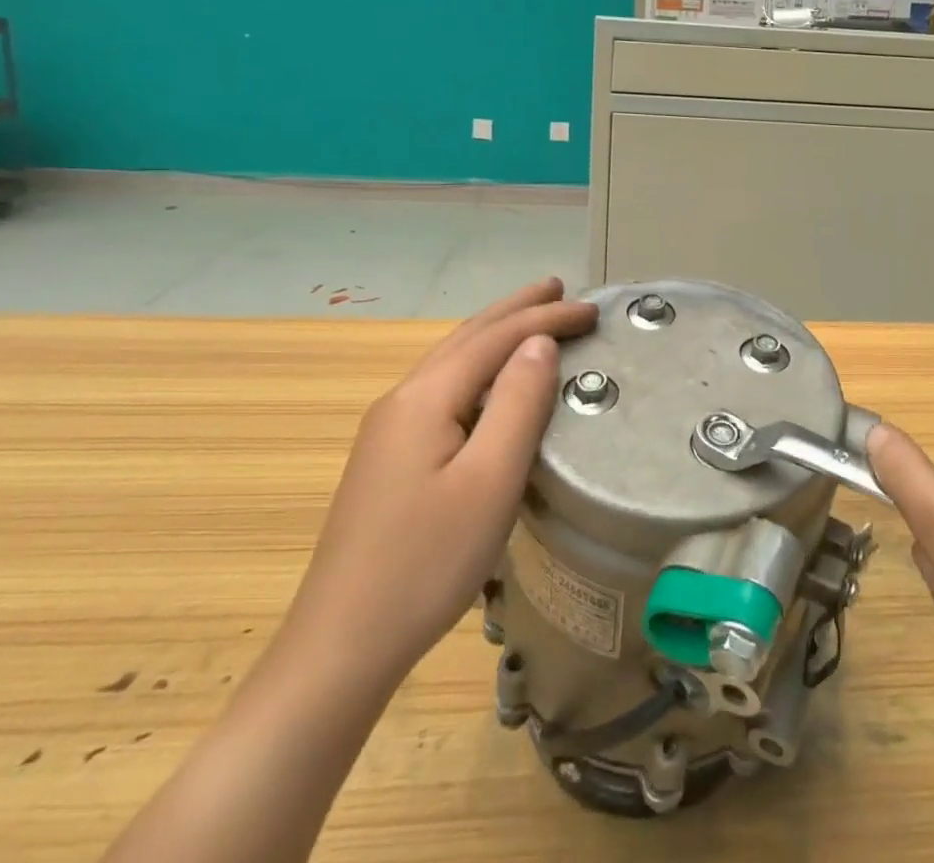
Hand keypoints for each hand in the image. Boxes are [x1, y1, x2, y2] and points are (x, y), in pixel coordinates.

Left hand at [274, 278, 597, 695]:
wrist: (340, 645)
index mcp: (425, 397)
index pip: (496, 337)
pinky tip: (490, 379)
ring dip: (496, 333)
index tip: (593, 309)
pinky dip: (479, 365)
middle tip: (559, 287)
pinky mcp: (388, 457)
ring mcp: (389, 429)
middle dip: (517, 308)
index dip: (546, 317)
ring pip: (452, 360)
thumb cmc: (426, 563)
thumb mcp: (489, 481)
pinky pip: (444, 388)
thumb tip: (540, 342)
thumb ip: (517, 403)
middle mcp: (402, 399)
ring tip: (532, 318)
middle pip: (468, 336)